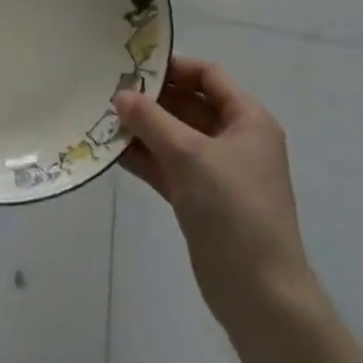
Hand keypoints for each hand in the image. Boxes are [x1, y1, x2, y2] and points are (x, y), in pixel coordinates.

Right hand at [114, 57, 314, 327]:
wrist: (260, 296)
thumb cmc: (234, 209)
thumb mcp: (190, 155)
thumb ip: (152, 120)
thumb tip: (120, 95)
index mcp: (247, 120)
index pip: (208, 76)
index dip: (173, 67)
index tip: (134, 66)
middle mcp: (235, 140)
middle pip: (189, 104)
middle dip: (152, 99)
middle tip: (109, 91)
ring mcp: (217, 172)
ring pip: (175, 137)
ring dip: (143, 129)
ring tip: (102, 118)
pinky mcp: (201, 200)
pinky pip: (168, 166)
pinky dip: (145, 157)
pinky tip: (112, 151)